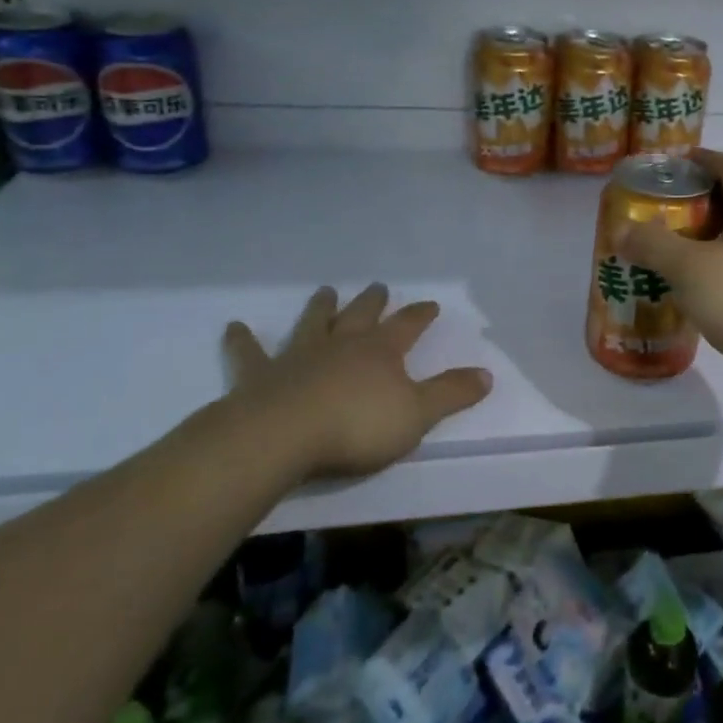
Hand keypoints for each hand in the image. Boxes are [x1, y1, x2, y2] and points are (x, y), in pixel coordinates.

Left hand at [220, 284, 491, 480]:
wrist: (283, 436)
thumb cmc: (357, 426)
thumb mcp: (417, 414)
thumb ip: (452, 393)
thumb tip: (488, 374)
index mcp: (381, 351)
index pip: (408, 325)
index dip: (421, 315)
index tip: (431, 304)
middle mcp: (343, 344)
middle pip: (361, 315)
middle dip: (373, 302)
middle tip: (378, 286)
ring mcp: (300, 356)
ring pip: (314, 323)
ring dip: (321, 307)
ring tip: (326, 291)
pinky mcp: (261, 376)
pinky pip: (250, 353)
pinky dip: (242, 340)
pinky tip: (234, 327)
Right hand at [618, 149, 722, 383]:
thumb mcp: (689, 268)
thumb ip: (653, 245)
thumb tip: (621, 230)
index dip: (702, 160)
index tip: (671, 164)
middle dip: (699, 199)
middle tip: (662, 209)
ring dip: (709, 235)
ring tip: (674, 246)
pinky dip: (721, 263)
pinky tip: (698, 284)